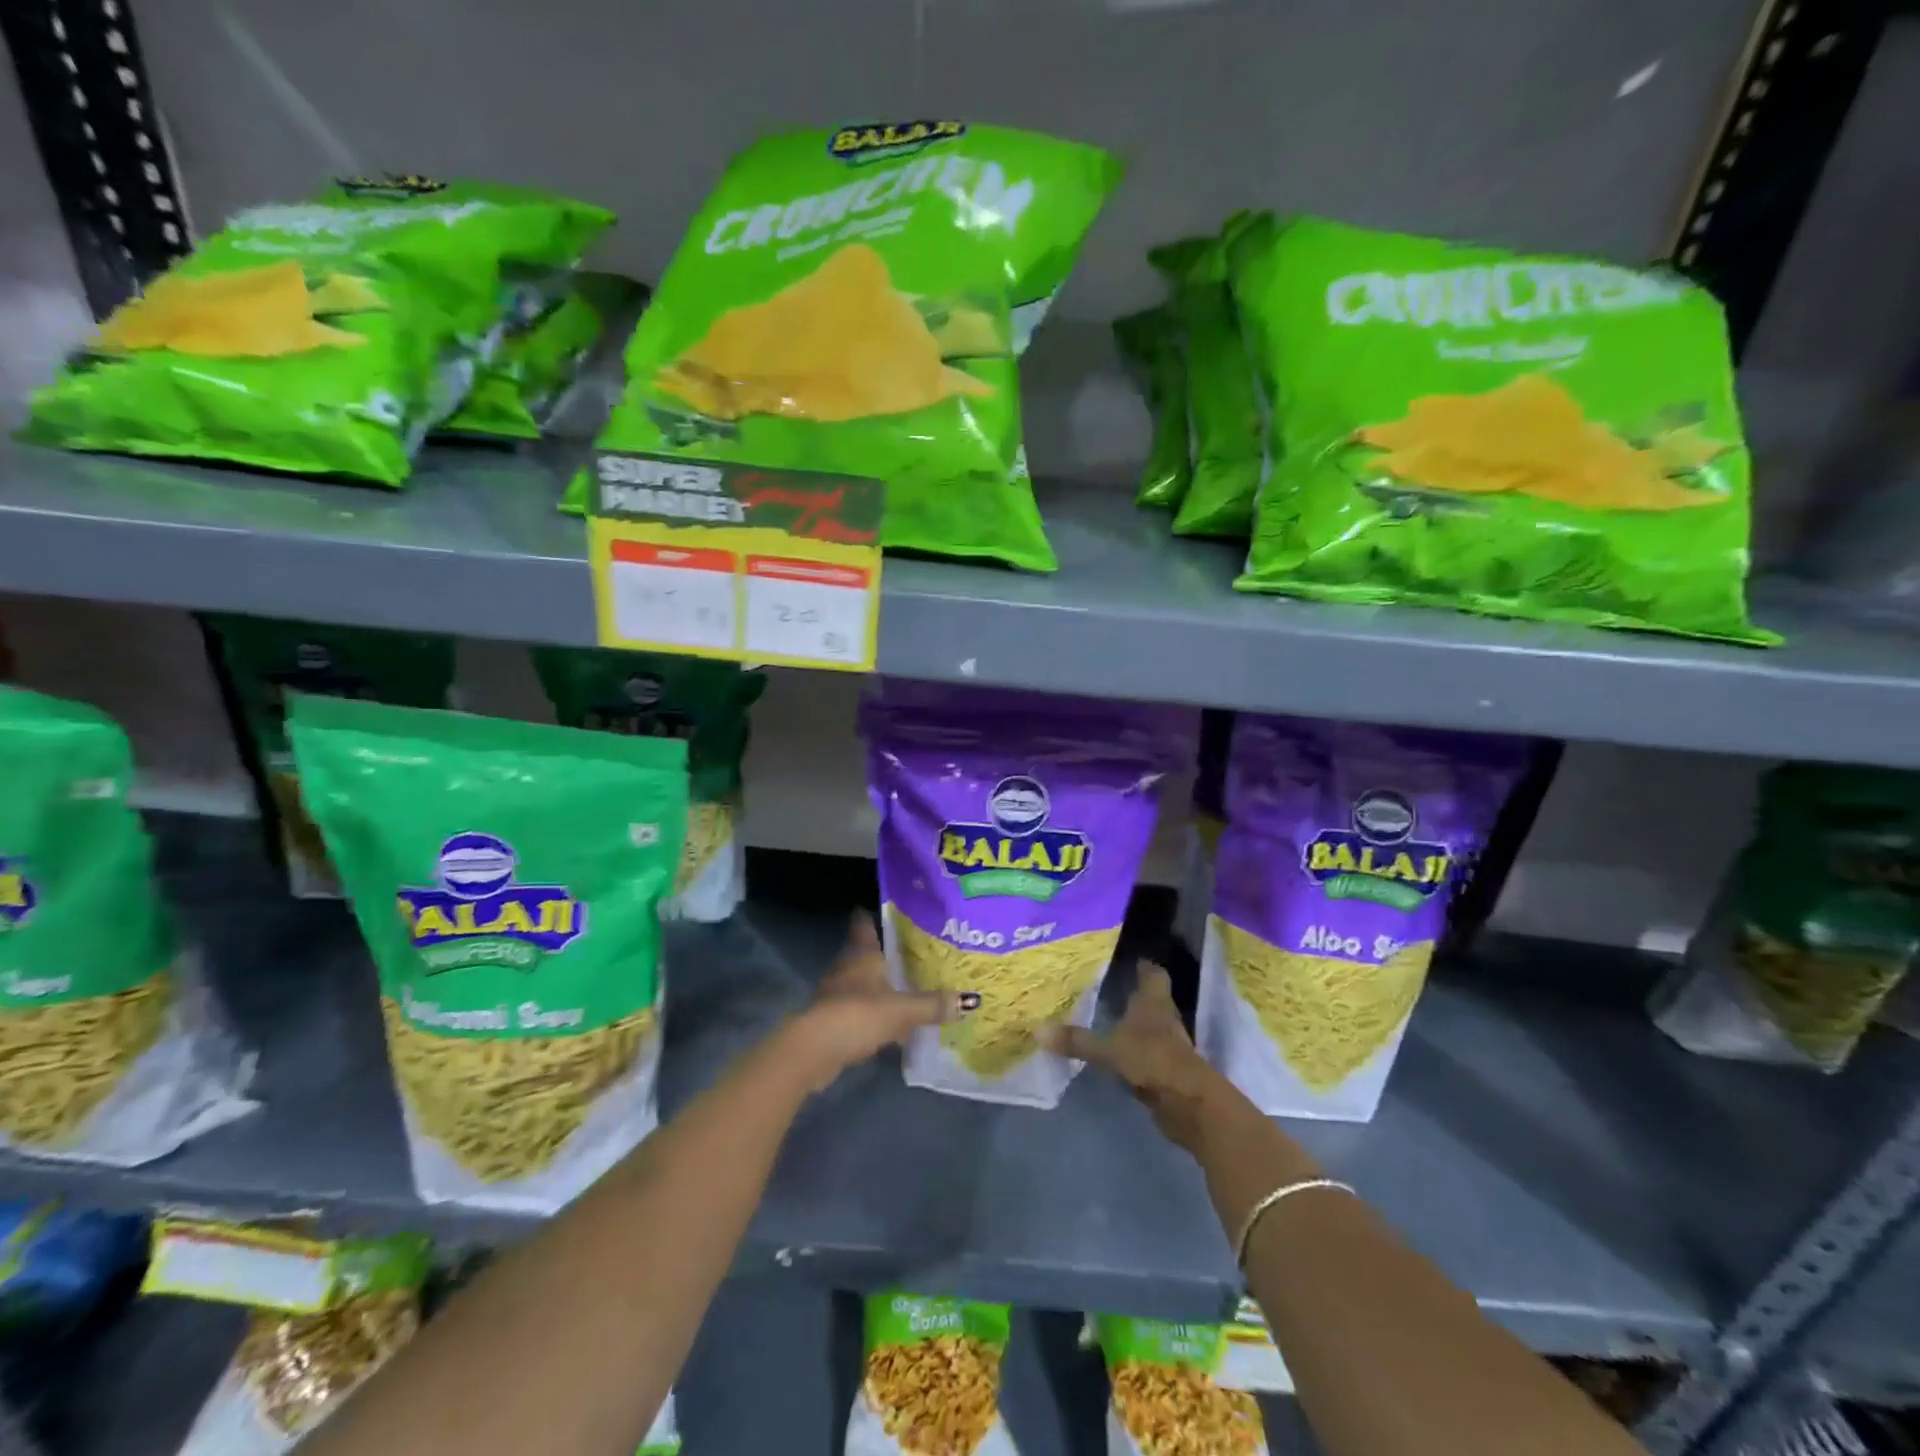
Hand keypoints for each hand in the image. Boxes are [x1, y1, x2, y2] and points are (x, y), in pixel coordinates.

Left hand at [780, 912, 965, 1091]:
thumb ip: (933, 1005)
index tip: (888, 911)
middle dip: (885, 956)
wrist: (813, 1051)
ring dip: (879, 987)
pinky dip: (873, 1013)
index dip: (873, 917)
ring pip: (862, 983)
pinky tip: (891, 1024)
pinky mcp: (832, 1021)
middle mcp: (847, 968)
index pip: (864, 925)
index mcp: (861, 955)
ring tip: (906, 989)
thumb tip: (969, 1000)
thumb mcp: (902, 1010)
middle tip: (912, 954)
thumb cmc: (857, 1015)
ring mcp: (836, 994)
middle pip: (865, 955)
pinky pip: (859, 1010)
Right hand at [1038, 964, 1224, 1151]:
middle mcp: (1164, 1018)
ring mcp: (1169, 1046)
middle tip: (1108, 986)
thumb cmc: (1151, 1059)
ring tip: (1108, 1019)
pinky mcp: (1168, 1071)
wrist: (1188, 1103)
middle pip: (1153, 999)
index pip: (1153, 973)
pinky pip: (1147, 1054)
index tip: (1130, 958)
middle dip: (1135, 994)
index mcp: (1154, 1002)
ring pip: (1150, 1027)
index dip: (1144, 965)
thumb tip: (1037, 1030)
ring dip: (1135, 1025)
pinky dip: (1134, 1052)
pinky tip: (1117, 1054)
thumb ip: (1076, 1040)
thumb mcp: (1108, 1049)